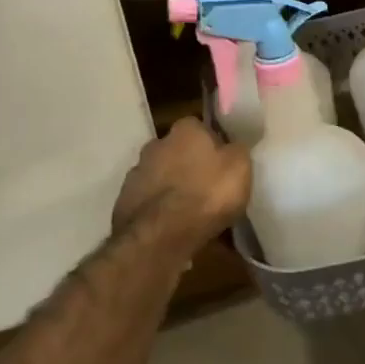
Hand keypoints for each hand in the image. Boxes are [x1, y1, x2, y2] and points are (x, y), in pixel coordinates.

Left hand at [112, 117, 251, 252]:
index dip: (214, 145)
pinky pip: (150, 201)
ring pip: (162, 176)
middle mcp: (156, 143)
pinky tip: (173, 226)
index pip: (201, 128)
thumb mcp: (240, 167)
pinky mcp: (124, 200)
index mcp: (185, 129)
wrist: (160, 235)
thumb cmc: (207, 194)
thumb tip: (231, 145)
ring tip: (191, 211)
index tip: (224, 163)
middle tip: (208, 187)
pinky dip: (160, 209)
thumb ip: (237, 150)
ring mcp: (137, 172)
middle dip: (190, 165)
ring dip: (174, 187)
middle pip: (178, 151)